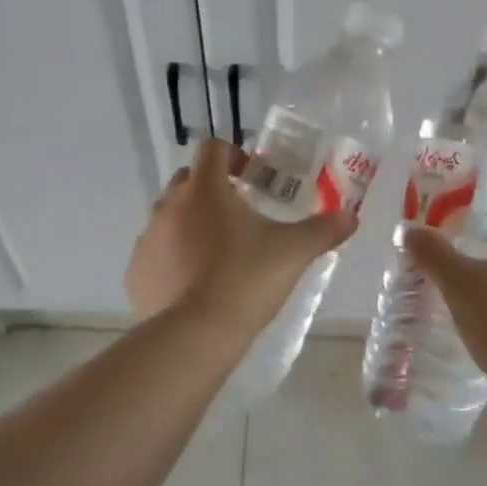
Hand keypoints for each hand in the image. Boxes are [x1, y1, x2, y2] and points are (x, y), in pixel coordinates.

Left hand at [126, 138, 358, 332]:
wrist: (194, 337)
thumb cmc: (245, 280)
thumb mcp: (293, 253)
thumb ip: (323, 230)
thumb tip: (351, 216)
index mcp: (205, 189)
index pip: (213, 148)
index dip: (234, 154)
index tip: (253, 176)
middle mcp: (169, 205)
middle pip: (188, 180)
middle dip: (213, 189)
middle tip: (241, 215)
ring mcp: (147, 239)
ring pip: (170, 217)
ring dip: (191, 224)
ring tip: (219, 254)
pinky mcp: (135, 272)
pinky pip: (156, 253)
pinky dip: (173, 259)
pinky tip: (194, 285)